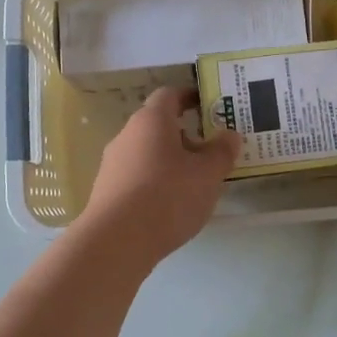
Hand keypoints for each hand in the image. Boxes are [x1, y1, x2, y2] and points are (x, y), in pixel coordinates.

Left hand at [81, 88, 240, 268]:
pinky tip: (172, 205)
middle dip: (186, 135)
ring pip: (148, 153)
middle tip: (212, 152)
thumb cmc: (167, 196)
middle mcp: (127, 135)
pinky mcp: (107, 191)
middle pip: (158, 126)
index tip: (210, 106)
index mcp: (151, 120)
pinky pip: (137, 176)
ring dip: (171, 161)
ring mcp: (113, 164)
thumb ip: (222, 151)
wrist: (116, 242)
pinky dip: (156, 182)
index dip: (190, 97)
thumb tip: (229, 135)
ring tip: (196, 183)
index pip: (170, 95)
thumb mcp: (208, 173)